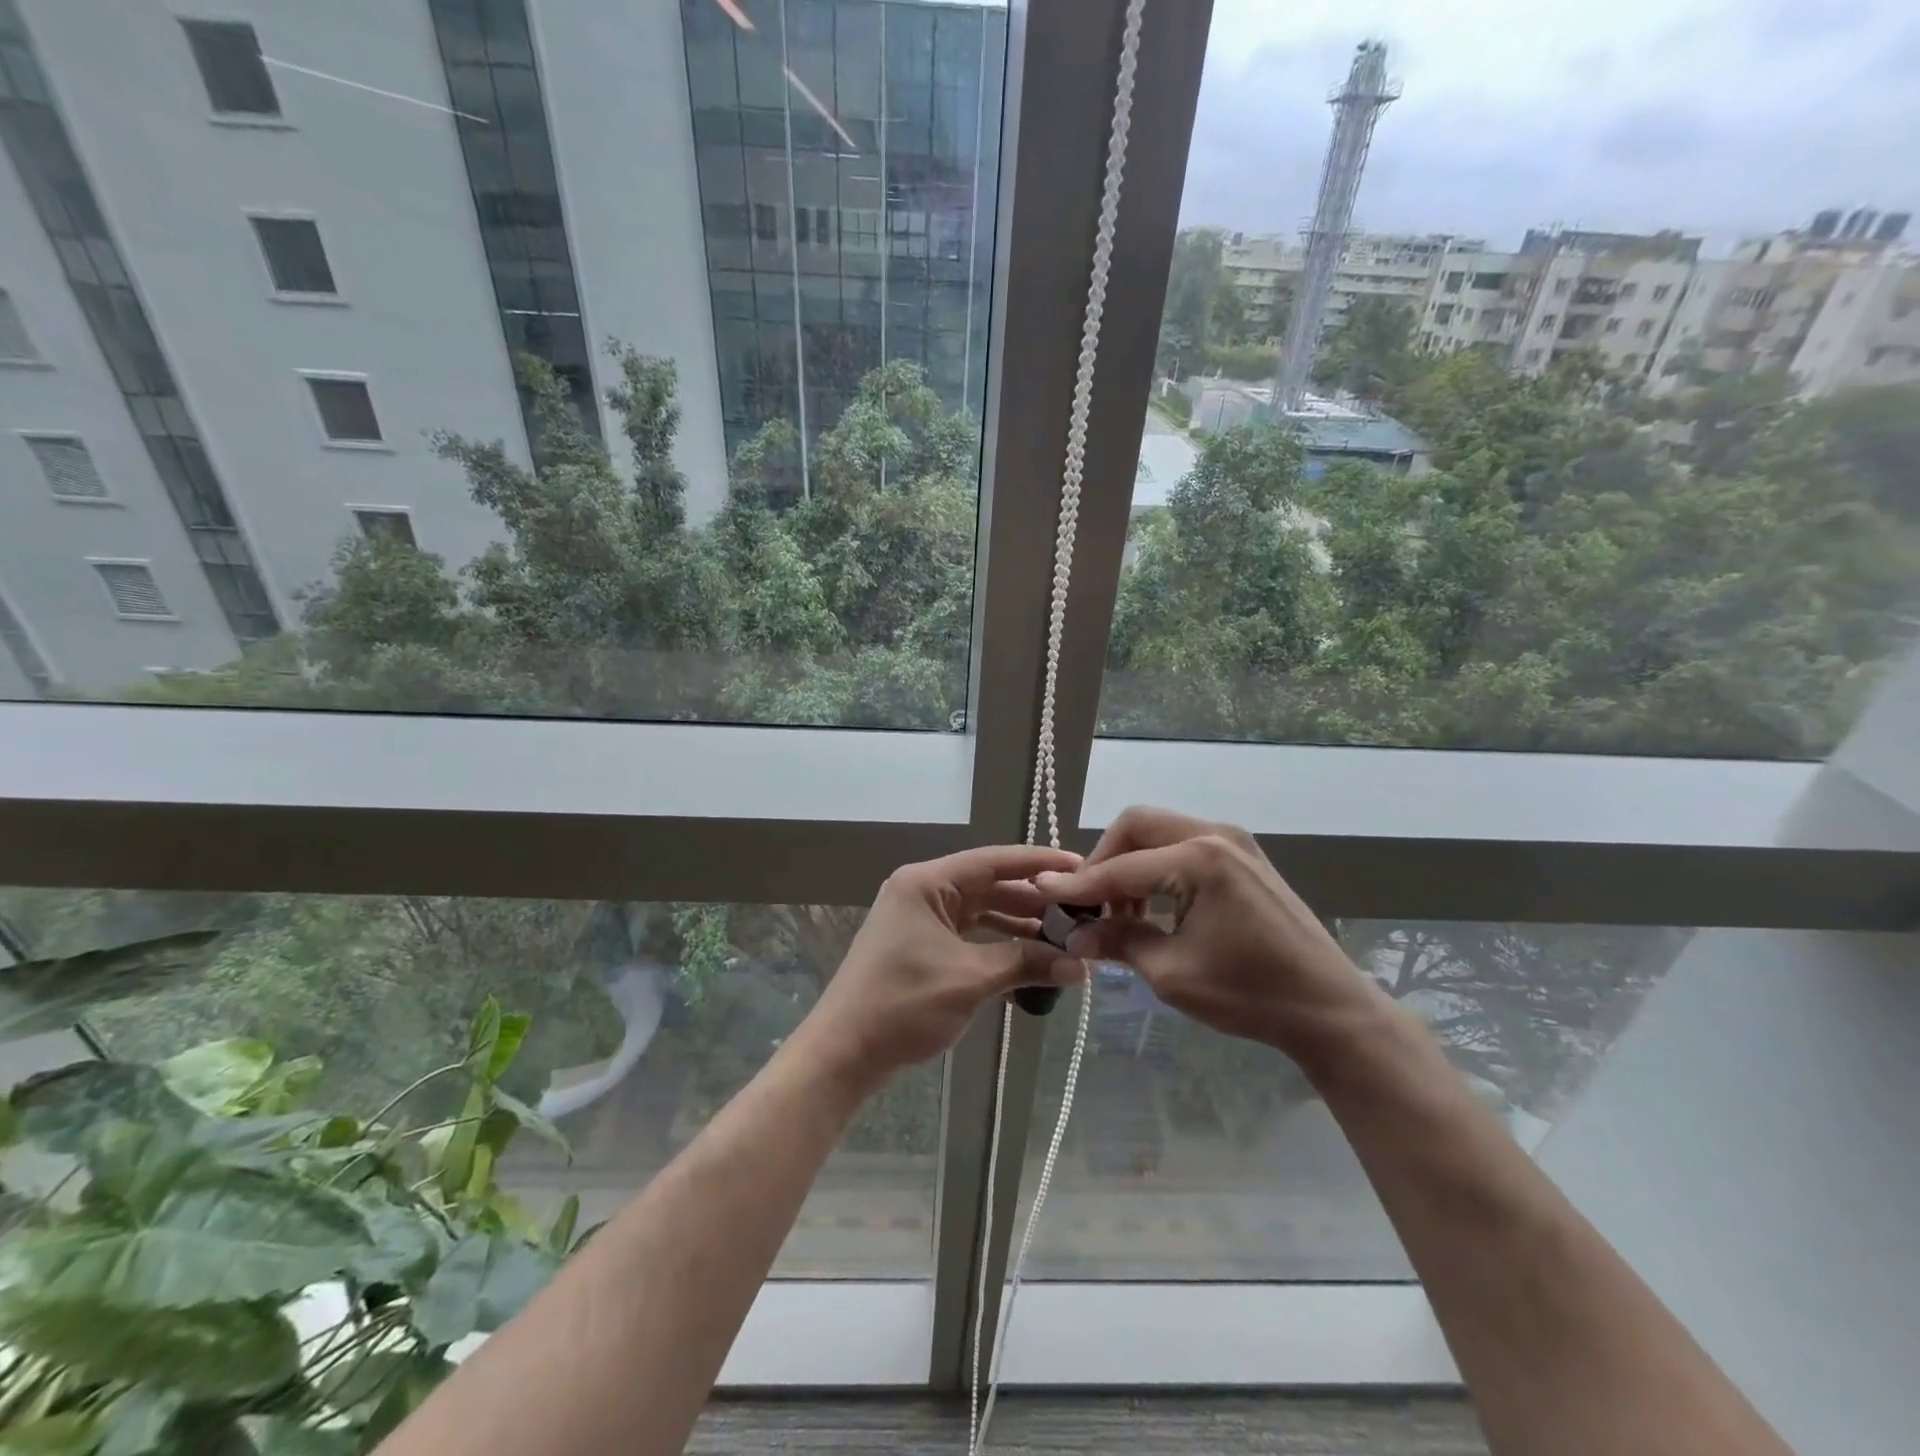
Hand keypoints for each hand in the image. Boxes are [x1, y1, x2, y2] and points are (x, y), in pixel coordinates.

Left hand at [804, 844, 1089, 1088]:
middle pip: (988, 885)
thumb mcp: (970, 980)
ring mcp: (918, 920)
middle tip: (1079, 911)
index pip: (993, 861)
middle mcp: (922, 892)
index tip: (1080, 866)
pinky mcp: (919, 946)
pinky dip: (996, 946)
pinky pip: (967, 935)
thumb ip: (1025, 963)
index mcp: (926, 883)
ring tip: (1062, 938)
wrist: (843, 1053)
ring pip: (980, 912)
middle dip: (1033, 900)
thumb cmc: (903, 1004)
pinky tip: (1028, 962)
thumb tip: (1078, 966)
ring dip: (1017, 925)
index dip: (1039, 863)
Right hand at [1033, 806, 1376, 1062]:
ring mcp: (1234, 841)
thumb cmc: (1250, 994)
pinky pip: (1183, 845)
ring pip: (1159, 832)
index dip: (1079, 885)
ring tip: (1122, 914)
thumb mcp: (1172, 973)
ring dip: (1131, 864)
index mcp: (1199, 859)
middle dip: (1104, 860)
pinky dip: (1158, 868)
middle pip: (1137, 825)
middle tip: (1089, 903)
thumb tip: (1074, 935)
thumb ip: (1119, 943)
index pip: (1121, 867)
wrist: (1329, 1008)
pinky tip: (1154, 907)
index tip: (1043, 893)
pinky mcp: (1244, 856)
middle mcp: (1215, 834)